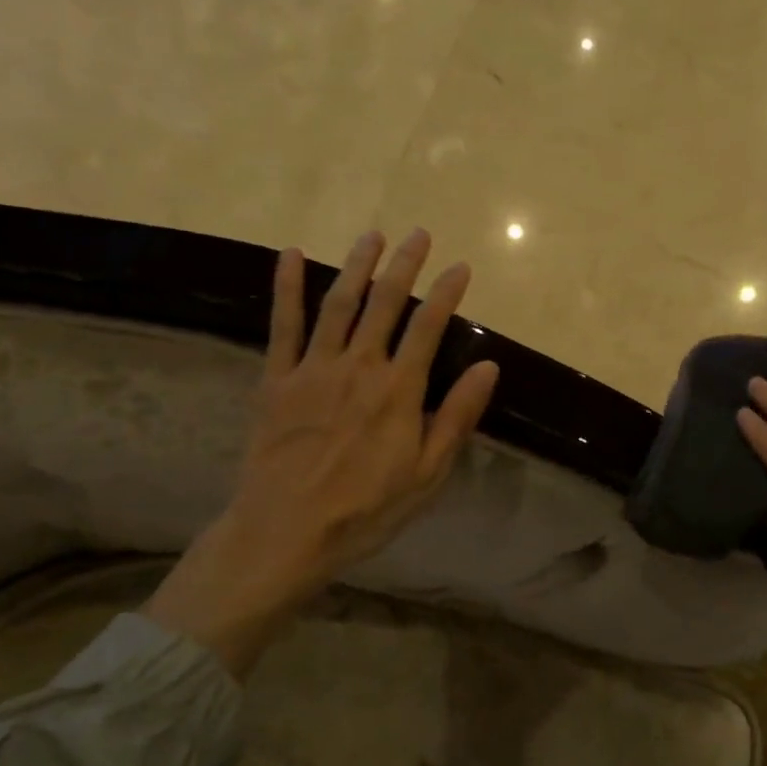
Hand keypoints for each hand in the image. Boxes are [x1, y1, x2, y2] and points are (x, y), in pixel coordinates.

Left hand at [147, 229, 499, 677]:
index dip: (446, 292)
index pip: (429, 327)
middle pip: (385, 303)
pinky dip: (286, 287)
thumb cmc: (366, 509)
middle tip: (419, 233)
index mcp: (399, 390)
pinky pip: (283, 325)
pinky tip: (290, 255)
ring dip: (357, 265)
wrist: (285, 532)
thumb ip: (457, 416)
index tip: (460, 266)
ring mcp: (314, 369)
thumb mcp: (428, 473)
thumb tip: (489, 367)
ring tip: (373, 235)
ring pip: (339, 303)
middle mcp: (359, 367)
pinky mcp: (277, 379)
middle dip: (404, 265)